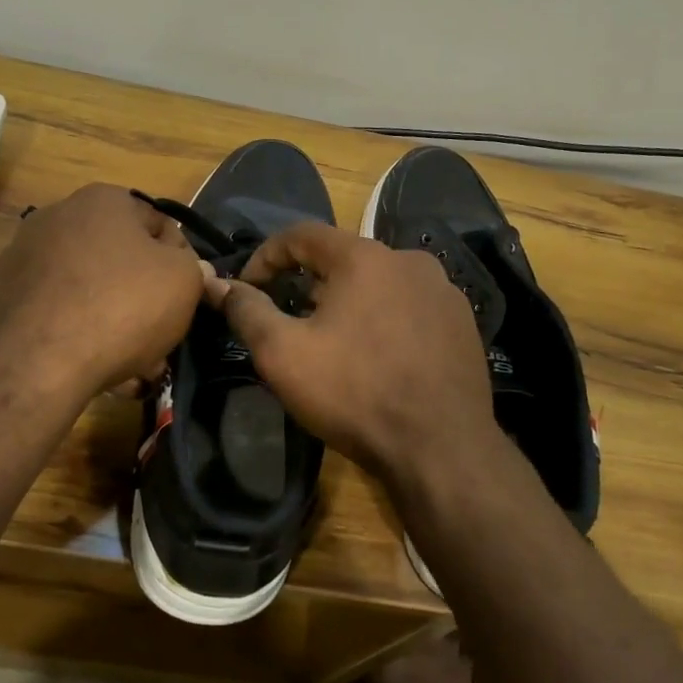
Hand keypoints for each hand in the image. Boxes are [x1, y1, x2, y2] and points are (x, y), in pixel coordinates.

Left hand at [0, 184, 205, 402]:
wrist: (35, 362)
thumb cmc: (121, 307)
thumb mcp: (183, 282)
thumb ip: (194, 268)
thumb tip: (190, 267)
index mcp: (104, 200)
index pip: (161, 225)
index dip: (183, 264)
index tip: (188, 300)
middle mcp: (58, 217)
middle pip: (122, 260)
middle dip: (146, 299)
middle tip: (162, 338)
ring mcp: (25, 257)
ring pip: (91, 290)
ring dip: (116, 322)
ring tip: (134, 365)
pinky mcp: (4, 297)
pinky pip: (60, 312)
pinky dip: (81, 334)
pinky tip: (97, 368)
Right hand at [208, 222, 498, 481]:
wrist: (441, 448)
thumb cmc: (355, 393)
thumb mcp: (284, 355)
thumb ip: (248, 312)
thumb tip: (219, 284)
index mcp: (365, 257)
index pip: (302, 234)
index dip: (266, 256)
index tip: (247, 287)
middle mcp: (410, 260)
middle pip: (344, 259)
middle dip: (308, 284)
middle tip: (289, 320)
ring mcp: (443, 291)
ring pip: (380, 283)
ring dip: (348, 302)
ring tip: (332, 341)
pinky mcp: (463, 323)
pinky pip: (409, 307)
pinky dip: (384, 319)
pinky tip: (377, 357)